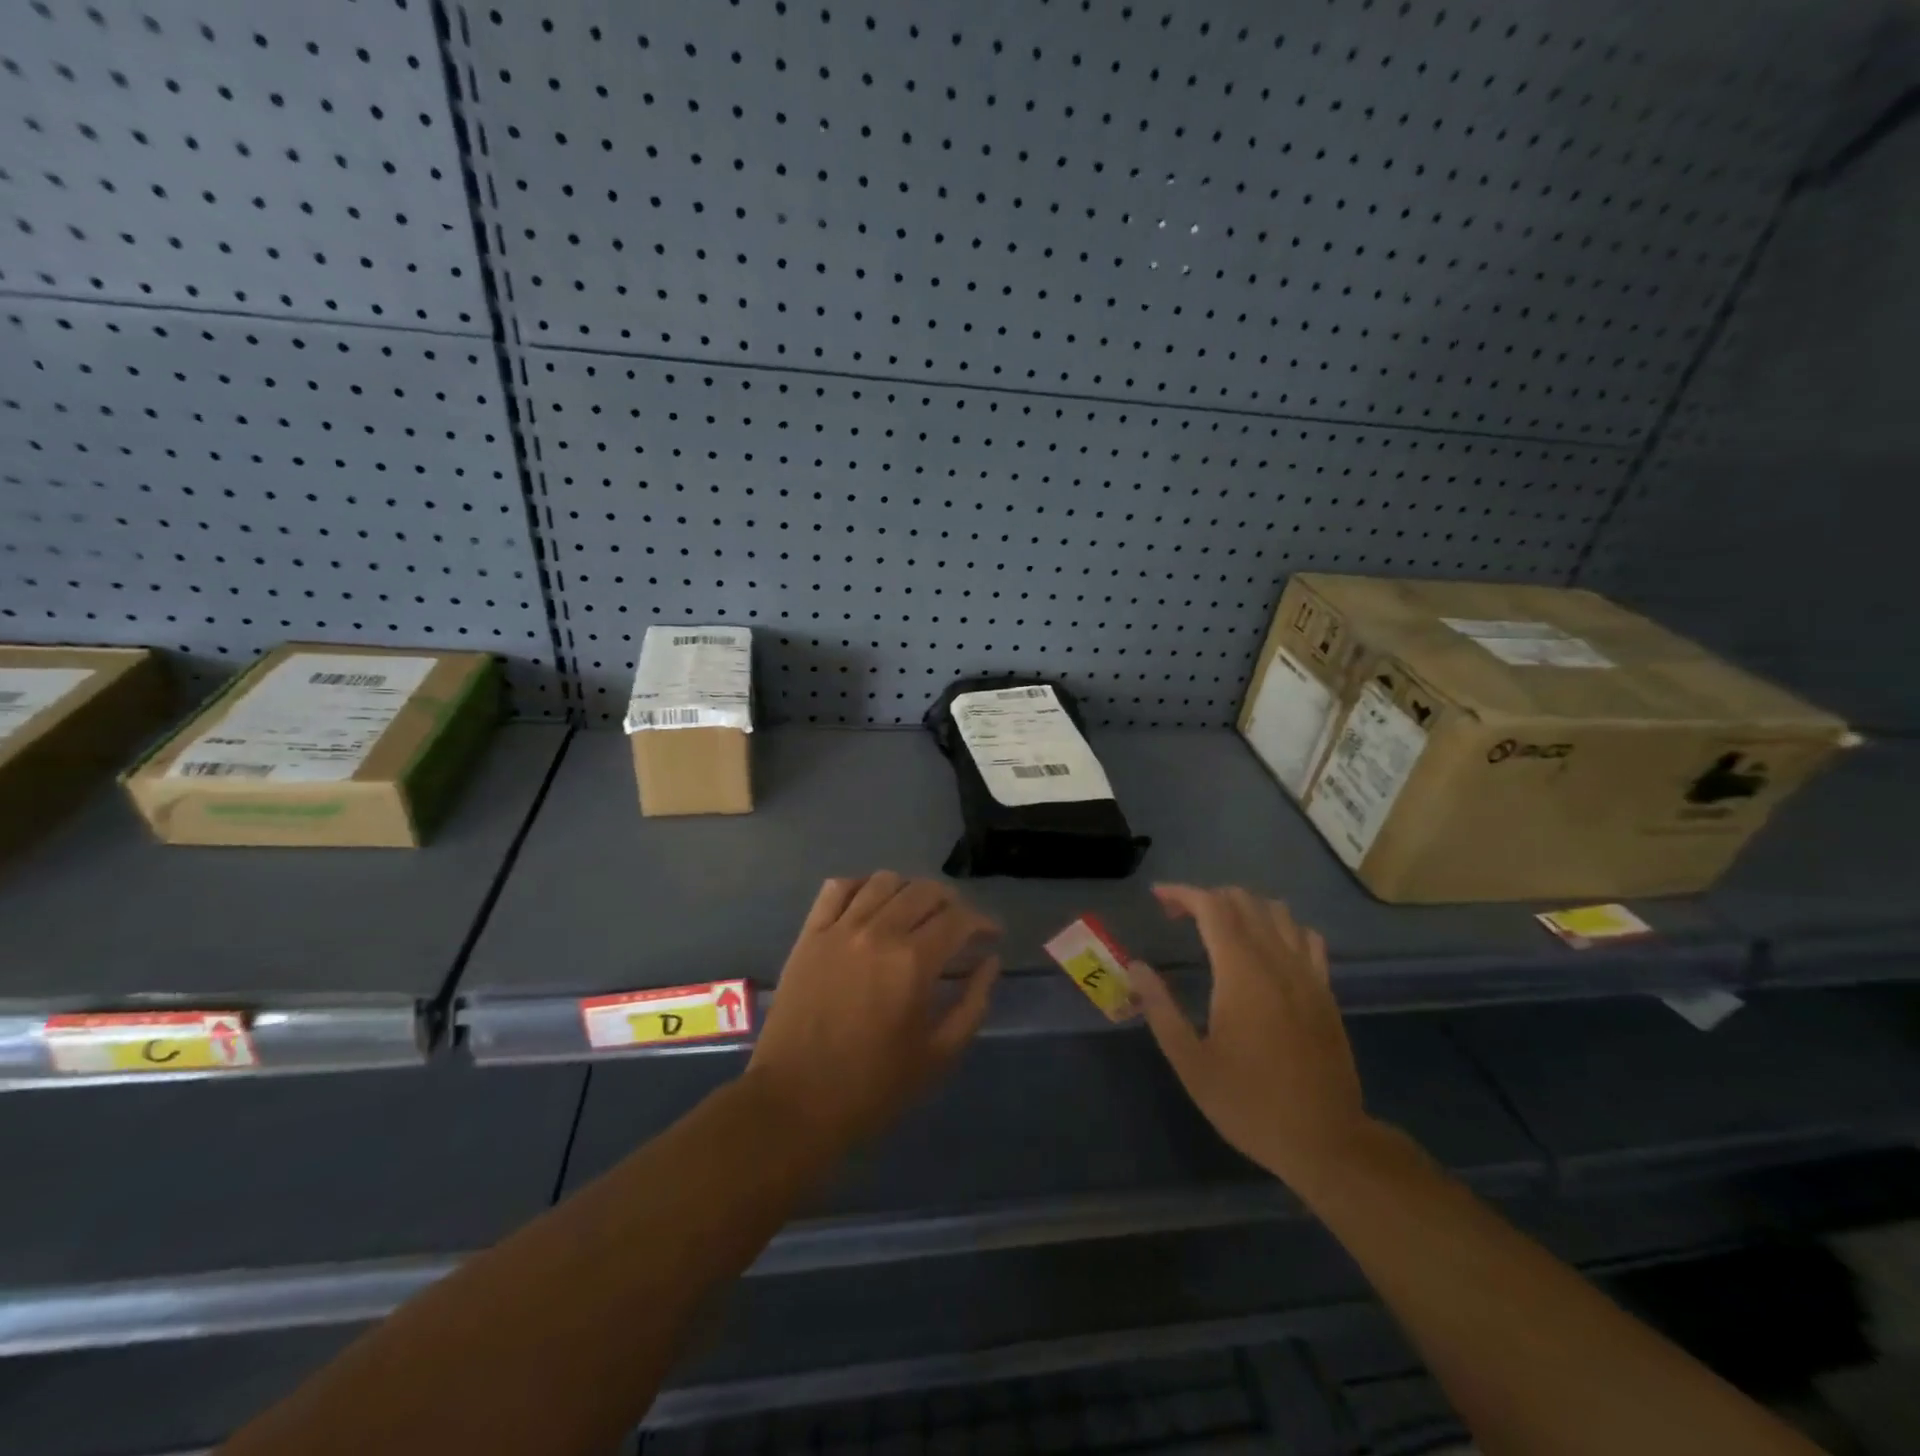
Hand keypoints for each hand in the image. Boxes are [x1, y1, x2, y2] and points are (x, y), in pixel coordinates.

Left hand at [745, 872, 1001, 1149]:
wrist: (795, 1101)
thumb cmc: (873, 1086)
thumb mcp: (939, 1055)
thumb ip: (973, 1003)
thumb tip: (990, 961)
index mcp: (913, 963)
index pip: (959, 919)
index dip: (982, 922)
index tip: (990, 935)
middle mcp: (878, 933)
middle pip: (925, 891)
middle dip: (951, 904)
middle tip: (957, 927)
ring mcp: (839, 929)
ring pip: (884, 881)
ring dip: (909, 891)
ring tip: (915, 914)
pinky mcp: (810, 934)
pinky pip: (838, 888)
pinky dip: (861, 886)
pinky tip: (871, 903)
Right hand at [1131, 884, 1369, 1187]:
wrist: (1326, 1141)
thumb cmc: (1249, 1103)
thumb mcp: (1191, 1063)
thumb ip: (1161, 1009)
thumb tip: (1136, 967)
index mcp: (1241, 973)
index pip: (1212, 908)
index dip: (1182, 893)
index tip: (1158, 897)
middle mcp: (1277, 961)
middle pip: (1244, 901)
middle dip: (1207, 897)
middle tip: (1179, 916)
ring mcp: (1307, 974)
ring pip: (1277, 912)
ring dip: (1244, 907)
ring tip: (1219, 928)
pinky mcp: (1325, 991)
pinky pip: (1306, 937)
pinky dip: (1280, 927)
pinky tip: (1266, 948)